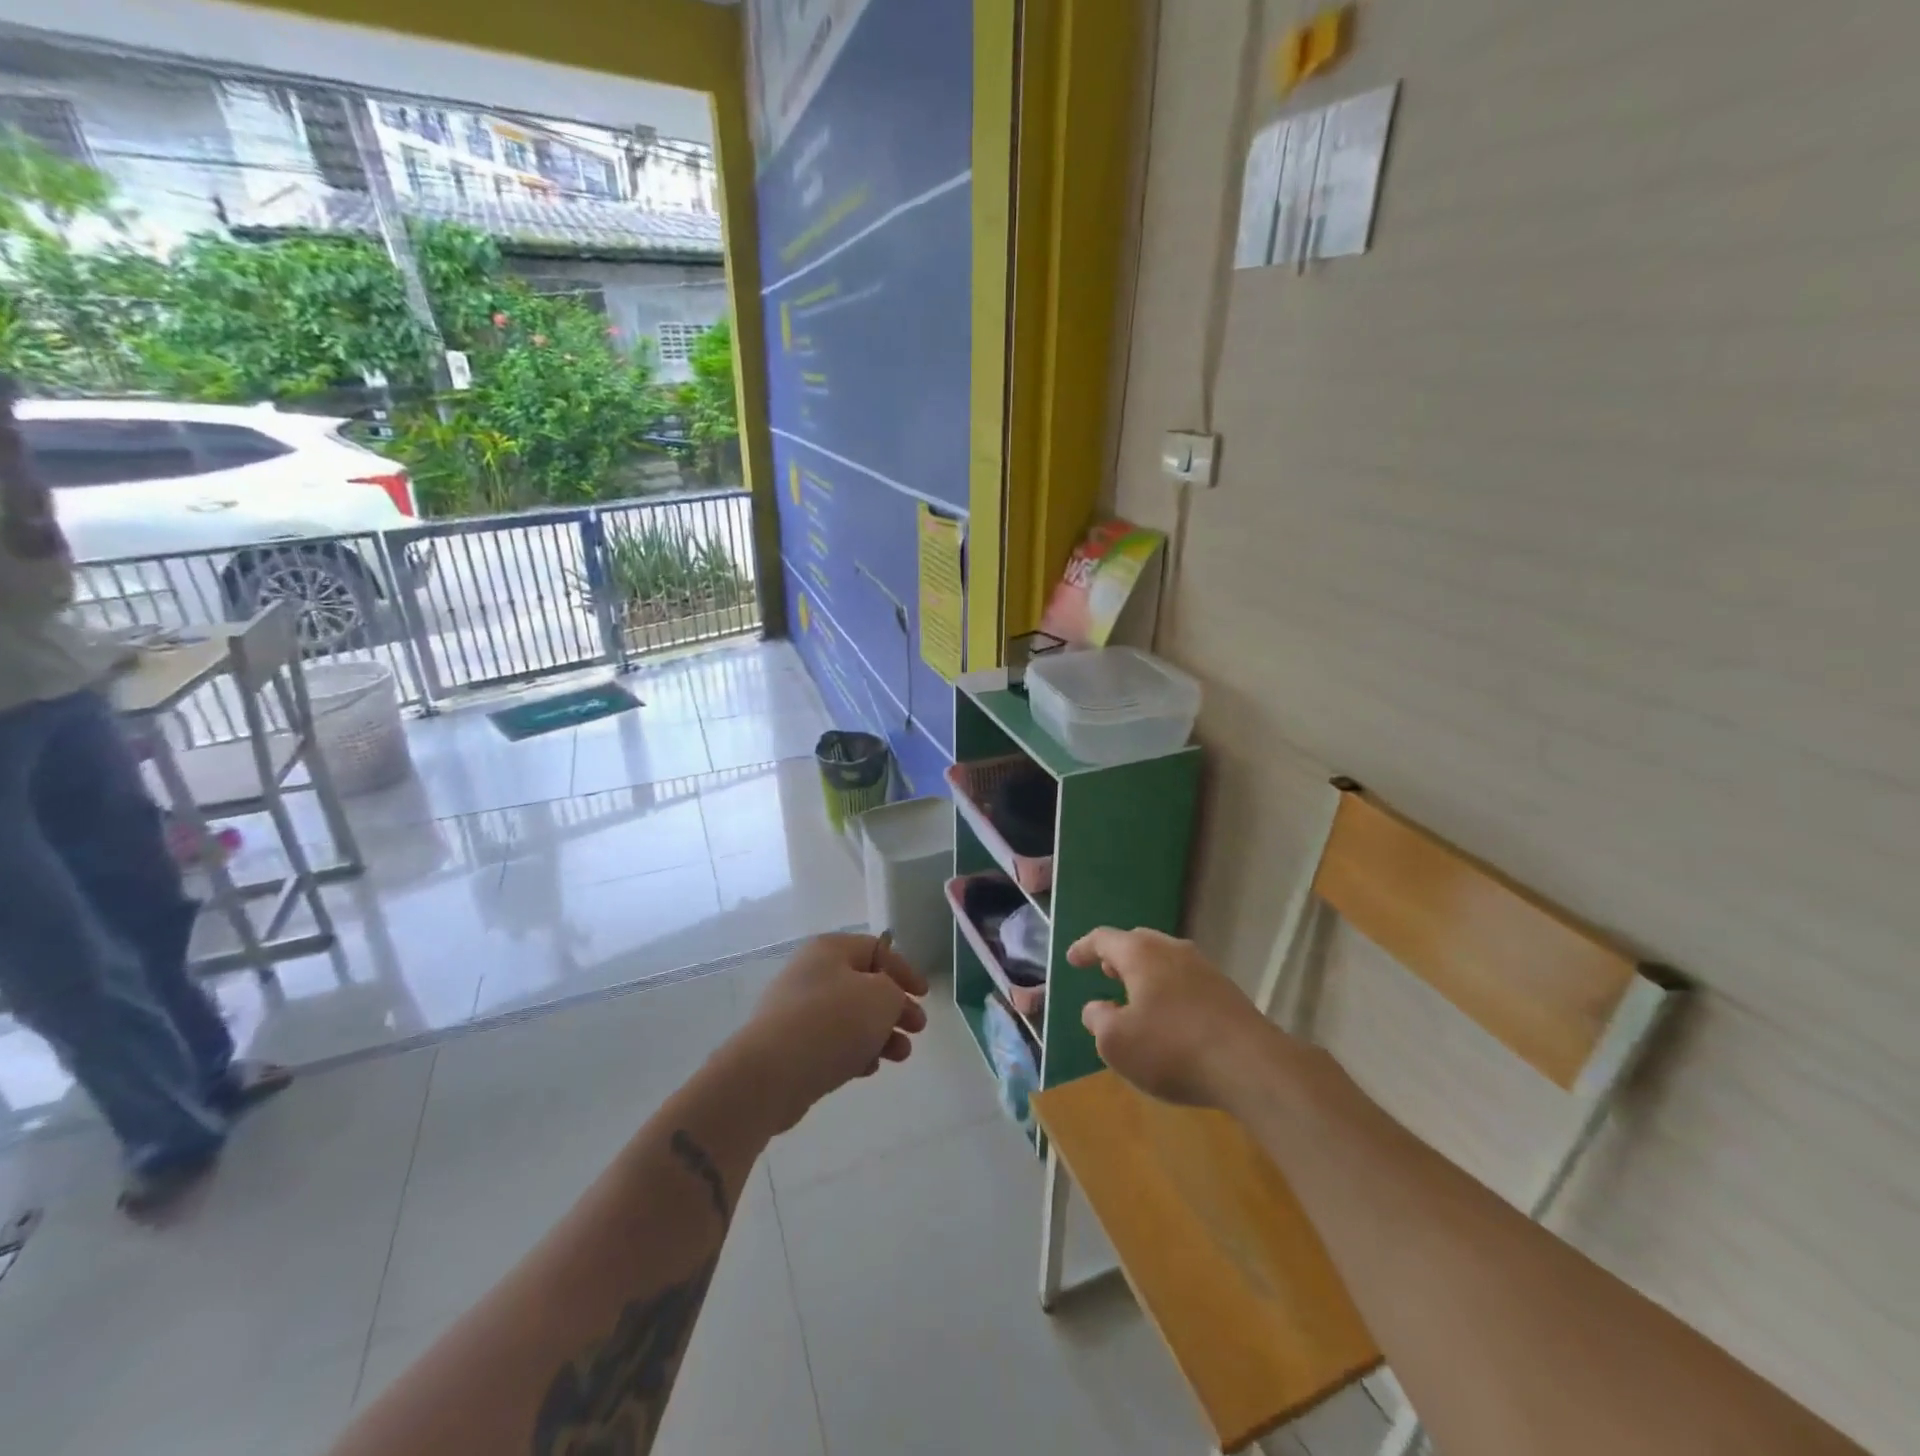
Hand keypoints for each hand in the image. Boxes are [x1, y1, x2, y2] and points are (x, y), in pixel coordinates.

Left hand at [729, 933, 929, 1132]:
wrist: (771, 1074)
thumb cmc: (833, 1022)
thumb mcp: (882, 997)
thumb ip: (896, 993)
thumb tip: (886, 1001)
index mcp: (830, 950)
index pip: (877, 949)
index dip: (904, 970)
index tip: (924, 995)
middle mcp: (811, 973)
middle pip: (864, 985)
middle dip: (895, 1007)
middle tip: (917, 1028)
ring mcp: (797, 1010)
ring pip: (850, 1017)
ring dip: (880, 1034)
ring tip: (900, 1055)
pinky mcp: (789, 1046)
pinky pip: (831, 1042)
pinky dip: (854, 1051)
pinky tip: (868, 1069)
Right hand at [1069, 927, 1276, 1107]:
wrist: (1251, 1065)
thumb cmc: (1171, 1048)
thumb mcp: (1116, 1043)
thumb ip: (1098, 1020)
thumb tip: (1097, 1007)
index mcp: (1140, 953)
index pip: (1104, 938)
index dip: (1084, 948)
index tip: (1072, 959)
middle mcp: (1172, 950)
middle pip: (1138, 942)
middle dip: (1118, 956)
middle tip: (1105, 970)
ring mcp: (1204, 968)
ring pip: (1165, 960)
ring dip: (1146, 974)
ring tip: (1135, 995)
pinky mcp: (1227, 992)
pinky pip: (1186, 980)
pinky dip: (1169, 990)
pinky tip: (1169, 1017)